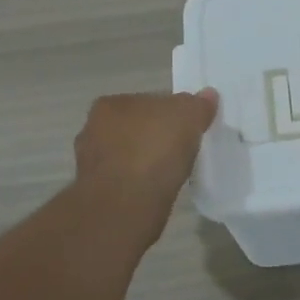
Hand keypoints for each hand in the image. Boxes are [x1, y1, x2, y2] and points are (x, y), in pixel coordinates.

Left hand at [73, 90, 219, 213]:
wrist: (126, 204)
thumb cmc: (154, 150)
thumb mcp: (188, 118)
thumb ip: (198, 105)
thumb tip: (208, 94)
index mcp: (111, 104)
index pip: (147, 101)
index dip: (170, 113)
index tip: (186, 128)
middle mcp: (92, 129)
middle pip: (134, 128)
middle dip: (152, 136)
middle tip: (179, 150)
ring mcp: (91, 163)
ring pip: (126, 155)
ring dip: (142, 161)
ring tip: (168, 173)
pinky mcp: (96, 192)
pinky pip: (124, 180)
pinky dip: (137, 183)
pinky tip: (154, 190)